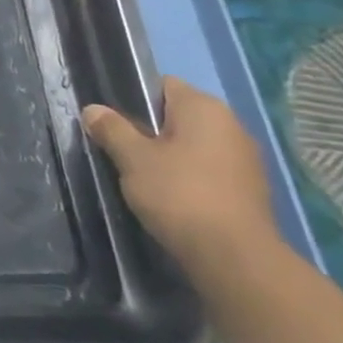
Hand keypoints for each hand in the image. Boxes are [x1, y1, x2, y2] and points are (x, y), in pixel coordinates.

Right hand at [82, 76, 282, 278]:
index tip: (112, 122)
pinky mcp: (248, 188)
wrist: (233, 256)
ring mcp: (244, 158)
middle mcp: (231, 125)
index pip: (163, 85)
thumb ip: (112, 129)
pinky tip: (169, 197)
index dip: (133, 98)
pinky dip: (187, 176)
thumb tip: (93, 109)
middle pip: (177, 115)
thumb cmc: (179, 194)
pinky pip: (207, 169)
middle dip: (148, 130)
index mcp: (205, 108)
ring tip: (140, 176)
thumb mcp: (132, 159)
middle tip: (119, 151)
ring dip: (168, 155)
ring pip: (192, 144)